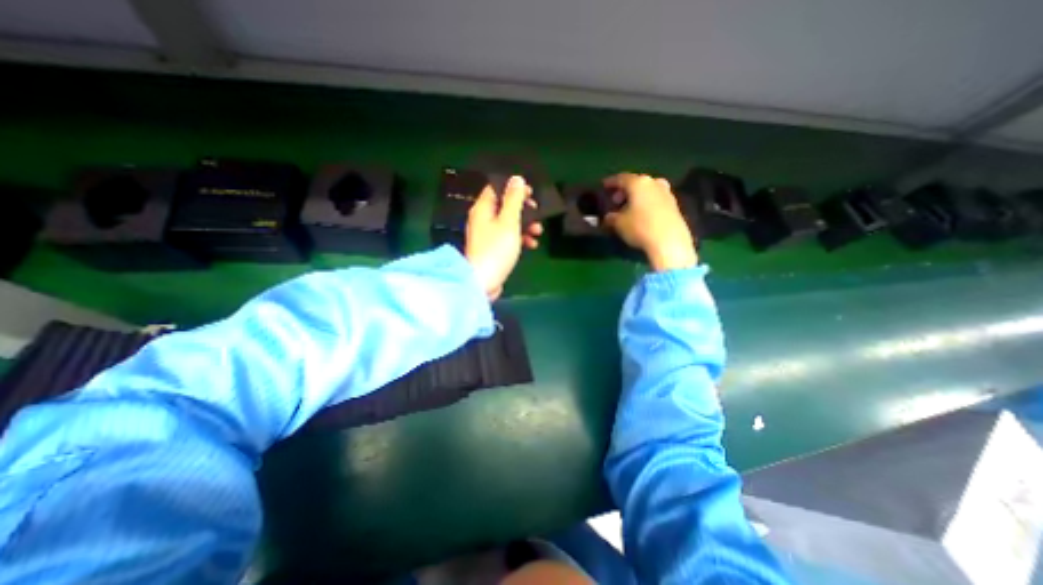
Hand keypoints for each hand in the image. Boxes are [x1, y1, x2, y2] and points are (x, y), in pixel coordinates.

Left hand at [468, 176, 542, 299]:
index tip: (531, 193)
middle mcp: (483, 219)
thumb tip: (516, 179)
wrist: (483, 281)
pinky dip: (520, 238)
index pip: (497, 188)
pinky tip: (531, 245)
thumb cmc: (496, 249)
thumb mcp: (509, 221)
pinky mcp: (492, 249)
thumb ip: (514, 199)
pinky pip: (507, 237)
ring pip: (509, 223)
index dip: (514, 188)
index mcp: (483, 208)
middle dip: (524, 209)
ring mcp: (487, 235)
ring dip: (525, 225)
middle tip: (537, 213)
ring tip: (538, 232)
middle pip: (505, 206)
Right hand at [599, 170, 694, 271]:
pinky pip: (655, 199)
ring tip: (628, 208)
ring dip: (637, 197)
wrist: (669, 241)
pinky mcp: (674, 205)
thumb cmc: (640, 227)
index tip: (603, 186)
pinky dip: (646, 203)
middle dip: (624, 190)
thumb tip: (609, 216)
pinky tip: (641, 214)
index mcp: (638, 183)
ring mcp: (666, 193)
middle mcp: (654, 183)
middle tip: (615, 201)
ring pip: (647, 190)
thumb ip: (611, 217)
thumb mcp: (618, 223)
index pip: (621, 178)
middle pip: (636, 182)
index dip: (611, 182)